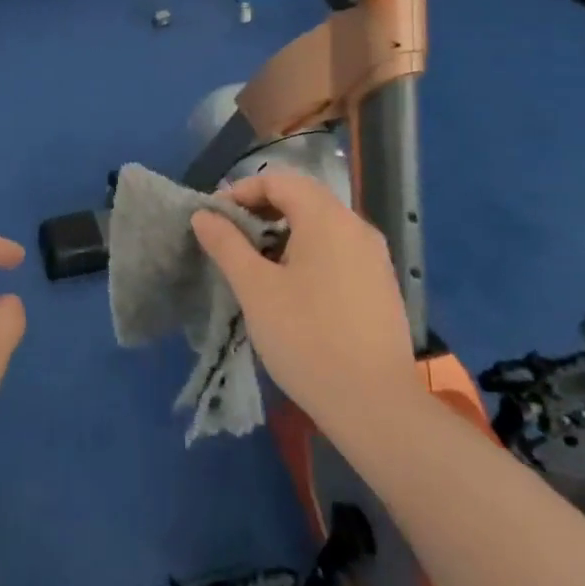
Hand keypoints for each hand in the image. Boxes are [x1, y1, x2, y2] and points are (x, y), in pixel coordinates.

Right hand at [191, 172, 417, 437]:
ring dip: (284, 232)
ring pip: (321, 225)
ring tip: (257, 265)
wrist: (376, 405)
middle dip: (261, 210)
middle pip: (302, 197)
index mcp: (326, 218)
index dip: (241, 191)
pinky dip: (308, 252)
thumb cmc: (307, 338)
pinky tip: (293, 289)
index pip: (278, 180)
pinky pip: (338, 249)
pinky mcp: (381, 284)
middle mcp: (356, 226)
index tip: (215, 219)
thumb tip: (203, 214)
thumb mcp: (255, 288)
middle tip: (231, 239)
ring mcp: (374, 256)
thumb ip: (226, 244)